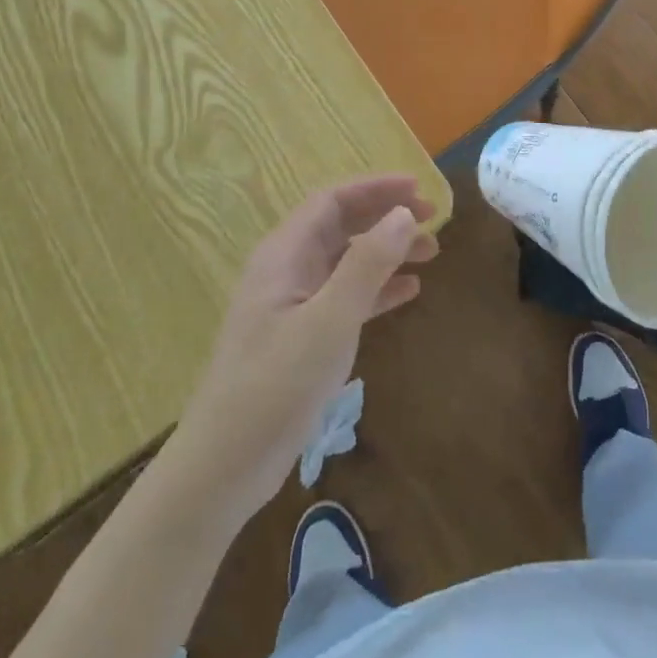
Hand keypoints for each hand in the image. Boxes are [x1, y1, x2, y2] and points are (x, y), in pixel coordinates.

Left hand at [173, 176, 437, 524]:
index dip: (375, 189)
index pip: (332, 201)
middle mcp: (287, 270)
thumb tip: (404, 214)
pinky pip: (345, 296)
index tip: (418, 188)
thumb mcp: (329, 322)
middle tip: (432, 218)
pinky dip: (377, 288)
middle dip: (386, 216)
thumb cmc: (275, 386)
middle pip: (341, 226)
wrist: (224, 468)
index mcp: (284, 255)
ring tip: (431, 253)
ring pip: (347, 261)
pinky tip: (409, 292)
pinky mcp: (301, 337)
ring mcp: (293, 305)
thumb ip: (367, 265)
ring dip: (387, 251)